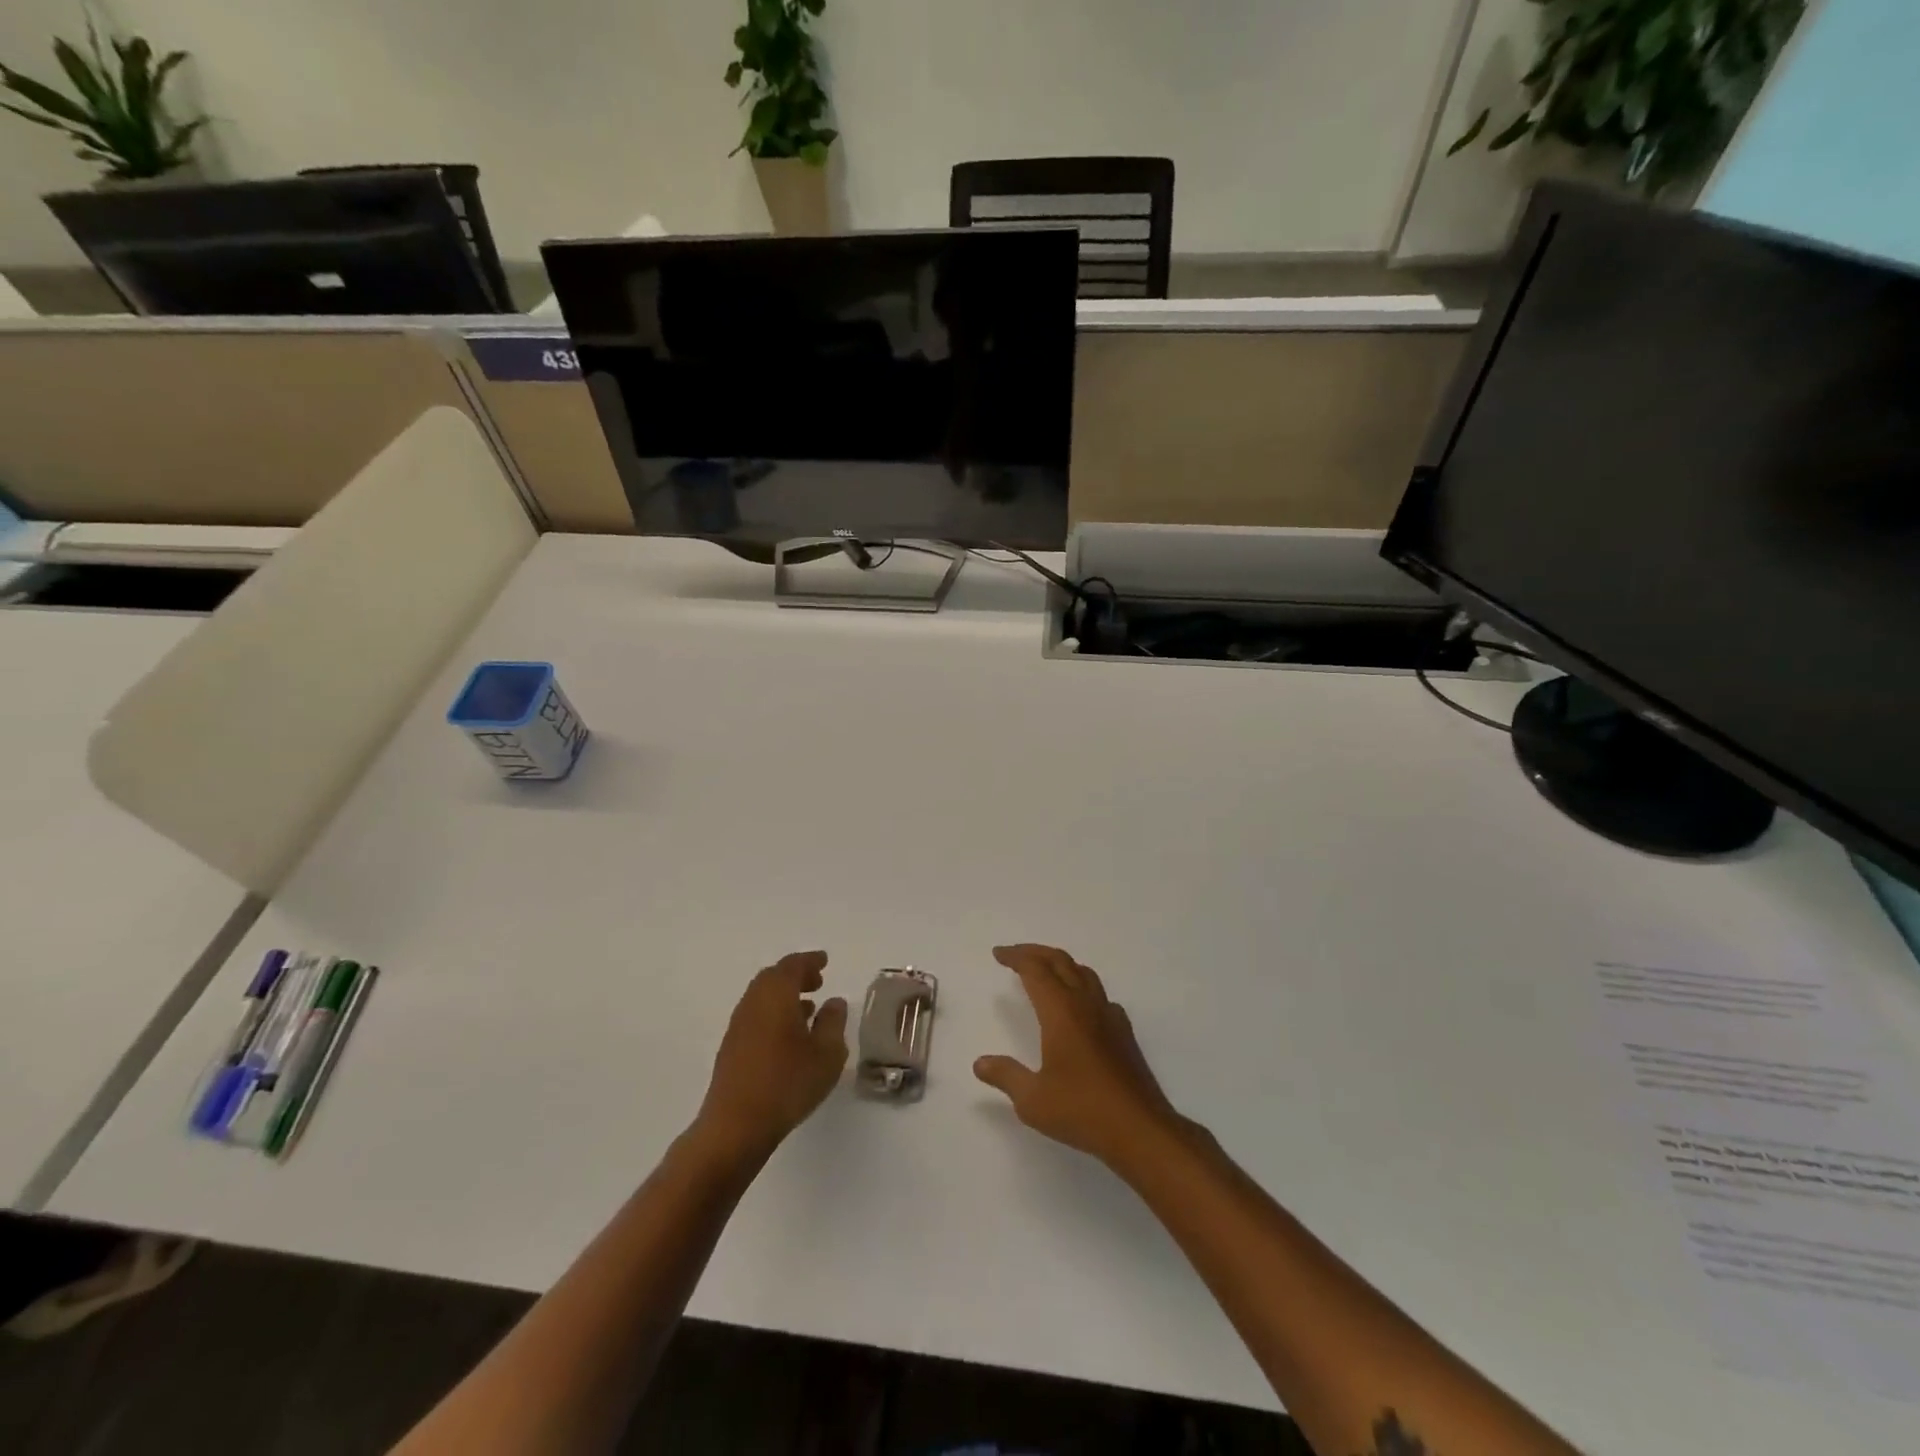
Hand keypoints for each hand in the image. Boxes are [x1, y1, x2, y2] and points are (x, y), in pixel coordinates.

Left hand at [695, 951, 848, 1162]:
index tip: (825, 961)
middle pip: (773, 977)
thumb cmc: (787, 1083)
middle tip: (818, 982)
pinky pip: (756, 1016)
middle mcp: (753, 1003)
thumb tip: (834, 1002)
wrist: (735, 1126)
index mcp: (776, 995)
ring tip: (808, 1008)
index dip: (810, 961)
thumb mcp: (827, 1054)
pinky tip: (788, 1036)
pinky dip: (774, 1014)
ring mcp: (738, 1026)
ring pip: (762, 998)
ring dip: (784, 996)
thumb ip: (833, 1022)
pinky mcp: (731, 1049)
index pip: (793, 966)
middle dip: (796, 976)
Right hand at [973, 944, 1194, 1167]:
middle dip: (1035, 952)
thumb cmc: (1082, 1110)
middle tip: (1015, 954)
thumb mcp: (1033, 1100)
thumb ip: (1006, 1076)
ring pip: (1083, 973)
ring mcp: (1109, 1016)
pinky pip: (1100, 995)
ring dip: (1060, 964)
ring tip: (1044, 971)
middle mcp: (1086, 1004)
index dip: (1016, 957)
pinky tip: (1079, 1006)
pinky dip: (1082, 986)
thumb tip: (980, 1063)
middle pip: (1060, 961)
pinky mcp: (1124, 1032)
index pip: (1035, 970)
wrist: (1140, 1129)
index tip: (998, 954)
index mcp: (1061, 1012)